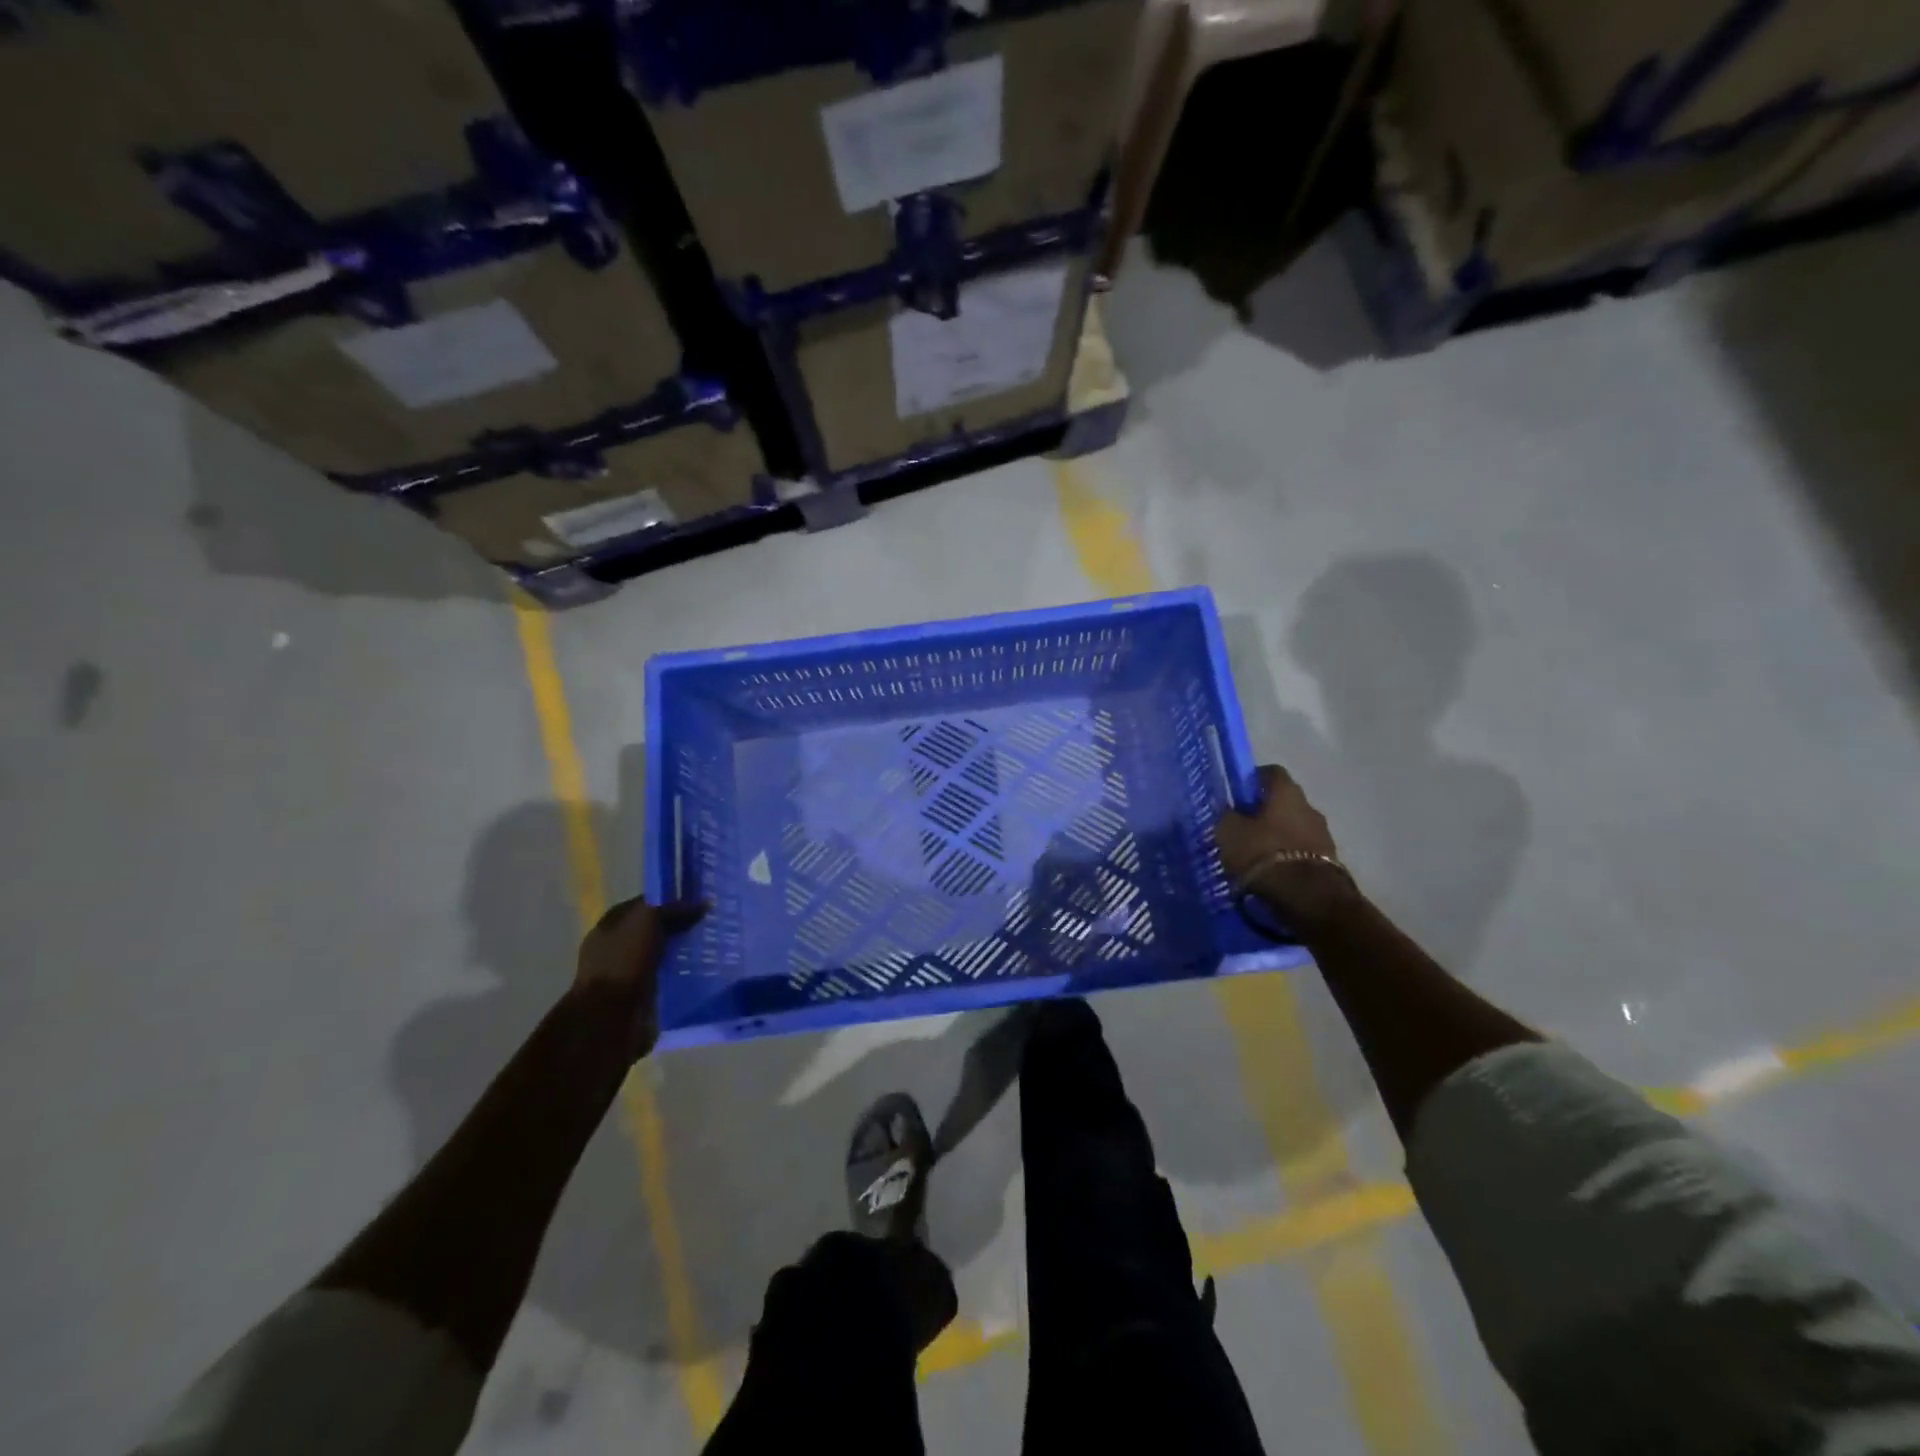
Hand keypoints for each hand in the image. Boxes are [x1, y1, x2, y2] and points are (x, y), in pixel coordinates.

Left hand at [574, 897, 705, 1059]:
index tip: (700, 900)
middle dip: (681, 926)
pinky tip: (703, 969)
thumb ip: (673, 908)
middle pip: (656, 929)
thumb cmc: (622, 961)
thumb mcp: (647, 920)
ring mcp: (628, 972)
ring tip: (714, 946)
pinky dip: (682, 973)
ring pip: (664, 953)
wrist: (609, 1017)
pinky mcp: (641, 995)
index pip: (646, 904)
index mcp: (611, 924)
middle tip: (711, 923)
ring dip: (684, 951)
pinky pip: (667, 977)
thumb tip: (703, 903)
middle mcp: (617, 946)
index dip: (671, 900)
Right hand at [1214, 765, 1357, 930]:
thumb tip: (1226, 809)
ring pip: (1294, 827)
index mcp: (1286, 792)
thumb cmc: (1263, 854)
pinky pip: (1302, 851)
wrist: (1308, 897)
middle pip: (1284, 801)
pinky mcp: (1329, 861)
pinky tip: (1271, 872)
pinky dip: (1287, 857)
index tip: (1235, 795)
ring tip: (1255, 855)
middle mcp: (1309, 807)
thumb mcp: (1229, 832)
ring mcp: (1323, 835)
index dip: (1251, 780)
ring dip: (1278, 836)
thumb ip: (1226, 816)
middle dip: (1264, 812)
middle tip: (1241, 827)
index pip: (1270, 772)